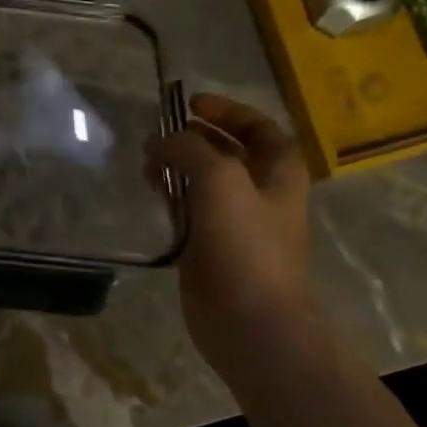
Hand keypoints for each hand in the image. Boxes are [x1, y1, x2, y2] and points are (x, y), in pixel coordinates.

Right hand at [147, 94, 314, 377]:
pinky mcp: (208, 248)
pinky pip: (188, 213)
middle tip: (158, 138)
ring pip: (203, 183)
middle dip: (194, 139)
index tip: (190, 106)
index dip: (228, 111)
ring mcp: (234, 223)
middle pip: (227, 153)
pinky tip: (150, 199)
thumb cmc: (245, 246)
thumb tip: (161, 142)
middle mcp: (260, 193)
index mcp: (279, 173)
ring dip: (176, 169)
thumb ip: (190, 150)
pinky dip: (170, 200)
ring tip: (147, 168)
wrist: (250, 321)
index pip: (259, 127)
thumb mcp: (221, 180)